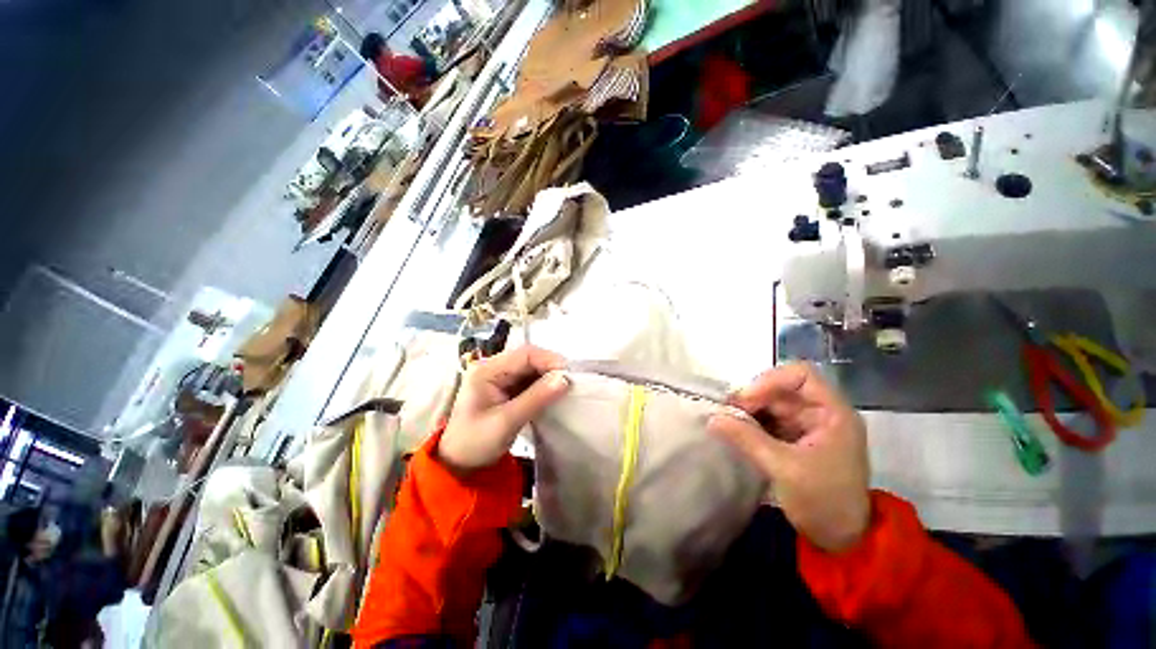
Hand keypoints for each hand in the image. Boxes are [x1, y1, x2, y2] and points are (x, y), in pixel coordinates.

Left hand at [438, 345, 569, 474]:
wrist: (459, 464)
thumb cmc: (476, 442)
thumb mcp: (506, 421)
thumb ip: (536, 399)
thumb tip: (565, 379)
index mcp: (487, 370)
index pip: (524, 354)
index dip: (549, 359)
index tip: (570, 374)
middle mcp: (494, 368)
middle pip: (529, 359)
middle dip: (551, 367)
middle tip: (571, 381)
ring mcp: (500, 378)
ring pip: (531, 369)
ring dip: (548, 376)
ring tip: (566, 387)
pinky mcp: (507, 388)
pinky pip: (530, 380)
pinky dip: (543, 385)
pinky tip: (554, 393)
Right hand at [709, 363, 870, 552]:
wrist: (841, 539)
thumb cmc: (823, 501)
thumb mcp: (784, 468)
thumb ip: (747, 438)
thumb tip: (712, 418)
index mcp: (832, 413)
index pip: (801, 375)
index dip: (770, 380)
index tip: (745, 399)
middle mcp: (821, 413)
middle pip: (782, 389)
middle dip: (754, 397)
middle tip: (728, 411)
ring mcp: (808, 425)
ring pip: (772, 403)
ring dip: (749, 409)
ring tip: (728, 421)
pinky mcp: (795, 438)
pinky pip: (769, 420)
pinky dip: (752, 422)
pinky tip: (736, 429)